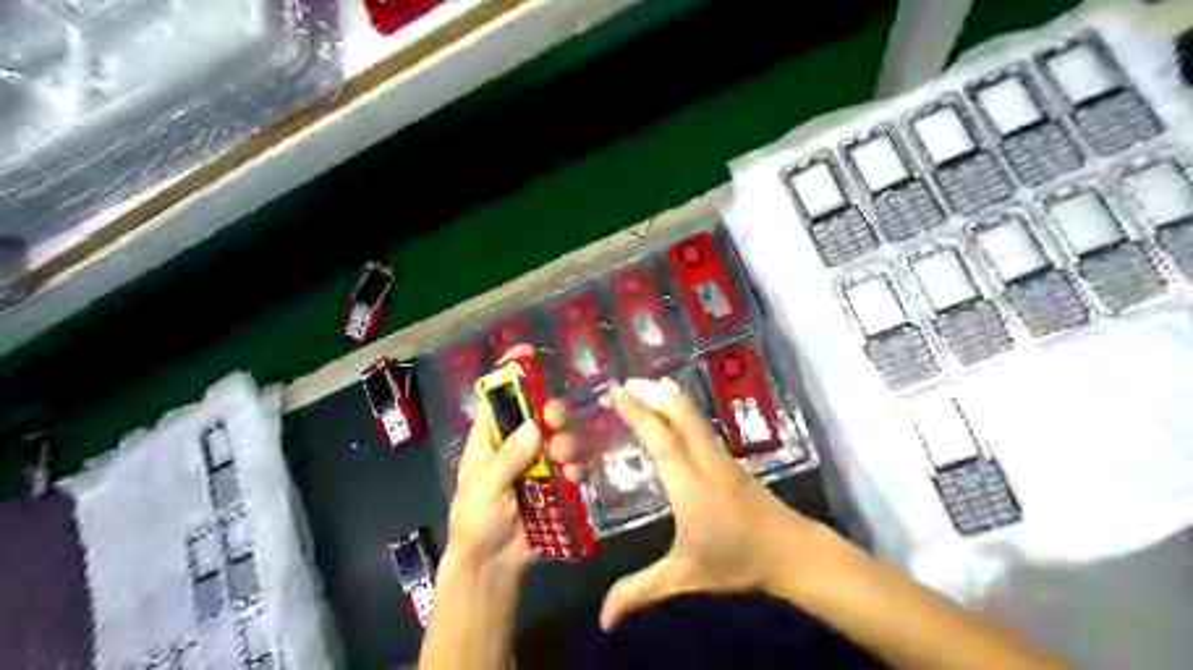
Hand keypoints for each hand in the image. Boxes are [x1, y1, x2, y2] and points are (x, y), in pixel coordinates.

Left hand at [447, 346, 577, 575]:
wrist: (492, 566)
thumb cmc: (476, 522)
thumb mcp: (484, 488)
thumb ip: (508, 459)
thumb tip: (534, 426)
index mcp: (489, 439)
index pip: (497, 397)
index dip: (509, 373)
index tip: (527, 354)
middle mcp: (516, 445)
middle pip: (538, 414)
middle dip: (551, 410)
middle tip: (556, 418)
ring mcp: (537, 464)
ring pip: (559, 437)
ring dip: (567, 440)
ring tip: (565, 457)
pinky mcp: (556, 485)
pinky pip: (573, 465)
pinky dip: (578, 465)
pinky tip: (576, 474)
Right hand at [602, 383, 831, 633]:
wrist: (792, 553)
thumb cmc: (737, 561)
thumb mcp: (685, 577)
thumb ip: (641, 591)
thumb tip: (602, 620)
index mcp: (689, 484)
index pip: (660, 438)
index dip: (637, 412)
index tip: (616, 391)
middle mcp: (705, 461)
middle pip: (680, 414)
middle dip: (652, 394)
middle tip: (625, 382)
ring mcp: (721, 458)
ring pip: (693, 417)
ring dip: (667, 400)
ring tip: (644, 391)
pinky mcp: (731, 461)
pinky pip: (700, 428)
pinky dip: (680, 414)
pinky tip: (672, 420)